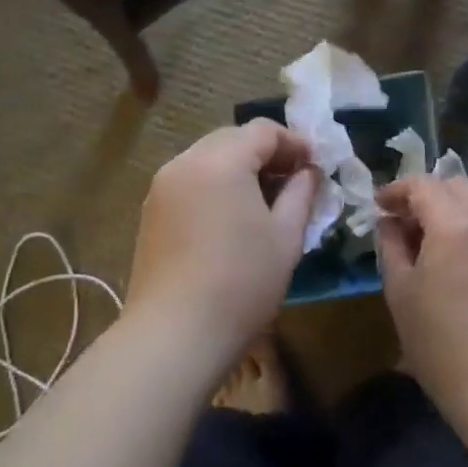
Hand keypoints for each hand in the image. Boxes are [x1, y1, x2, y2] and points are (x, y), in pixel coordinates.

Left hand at [126, 121, 319, 376]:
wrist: (174, 335)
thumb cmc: (241, 283)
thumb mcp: (286, 237)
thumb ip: (301, 193)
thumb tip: (308, 172)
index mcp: (221, 160)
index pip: (263, 131)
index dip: (294, 142)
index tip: (316, 165)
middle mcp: (186, 162)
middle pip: (232, 138)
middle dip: (266, 153)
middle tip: (294, 180)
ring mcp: (163, 186)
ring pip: (209, 158)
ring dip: (240, 168)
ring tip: (266, 200)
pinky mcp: (151, 211)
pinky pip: (191, 180)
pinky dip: (216, 185)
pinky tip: (232, 216)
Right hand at [376, 175, 467, 425]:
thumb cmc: (440, 342)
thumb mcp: (400, 291)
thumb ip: (391, 245)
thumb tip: (388, 222)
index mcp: (456, 225)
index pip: (423, 184)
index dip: (396, 190)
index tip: (378, 206)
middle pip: (455, 184)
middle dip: (424, 193)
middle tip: (401, 219)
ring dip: (447, 210)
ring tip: (424, 242)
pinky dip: (466, 228)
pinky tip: (451, 261)